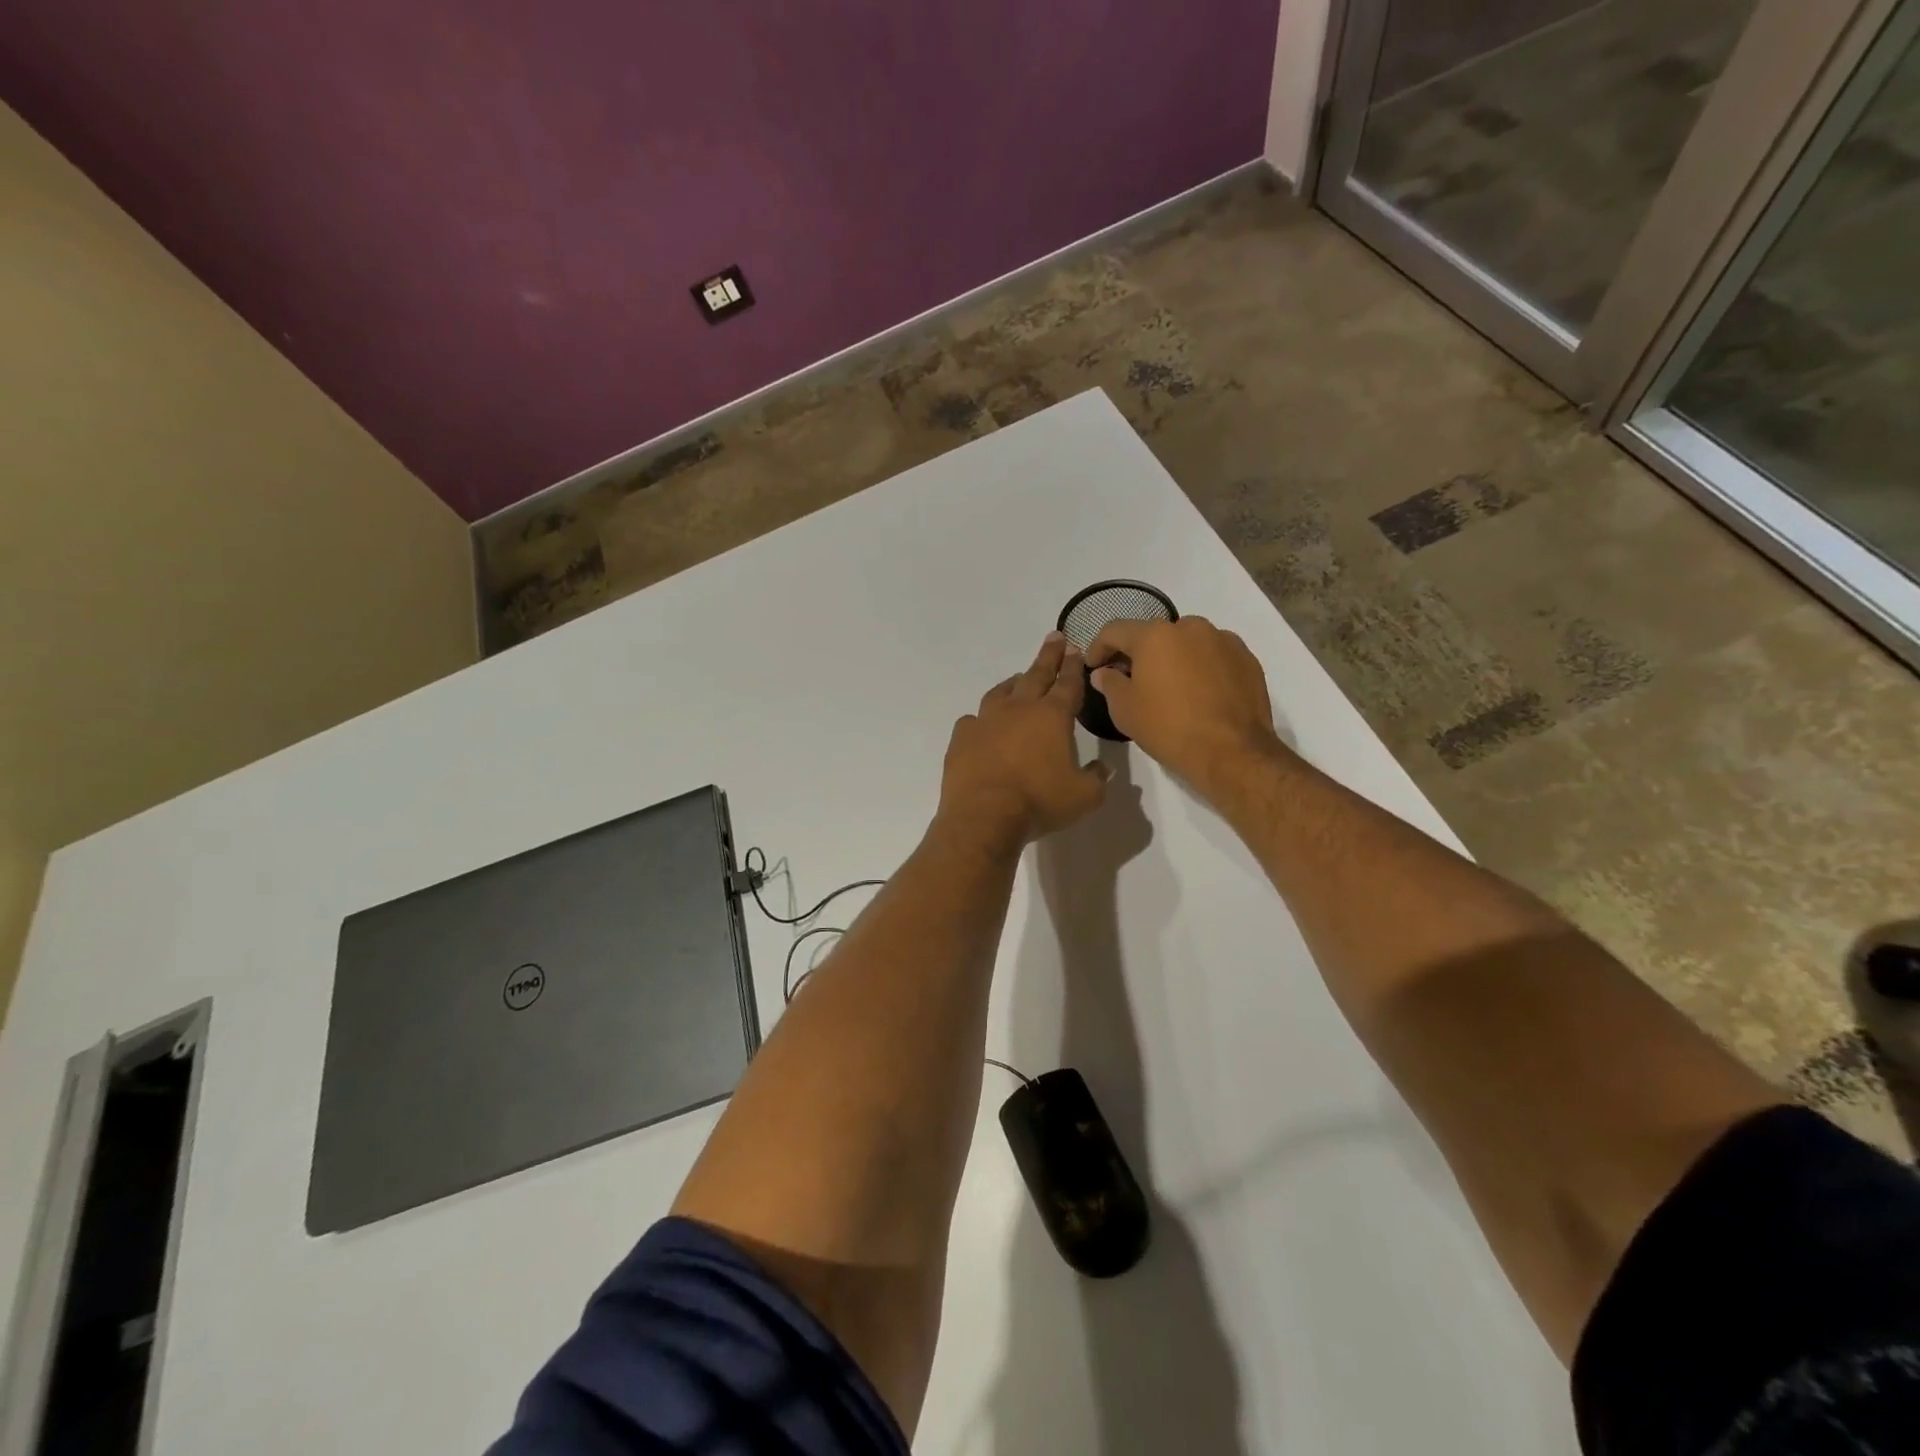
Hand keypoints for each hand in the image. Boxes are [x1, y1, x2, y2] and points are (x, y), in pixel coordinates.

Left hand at [940, 634, 1107, 844]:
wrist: (984, 816)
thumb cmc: (1039, 802)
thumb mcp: (1084, 796)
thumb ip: (1097, 778)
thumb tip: (1101, 768)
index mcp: (1052, 716)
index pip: (1067, 683)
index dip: (1073, 666)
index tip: (1074, 649)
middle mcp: (1019, 709)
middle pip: (1036, 675)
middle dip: (1048, 656)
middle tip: (1054, 638)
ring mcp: (986, 720)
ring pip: (1002, 691)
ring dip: (1014, 682)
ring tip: (1018, 678)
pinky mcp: (962, 737)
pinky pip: (973, 720)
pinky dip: (982, 719)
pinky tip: (982, 724)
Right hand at [1087, 616, 1281, 795]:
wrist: (1232, 752)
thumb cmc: (1168, 728)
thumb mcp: (1125, 710)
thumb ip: (1109, 684)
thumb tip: (1104, 672)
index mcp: (1155, 635)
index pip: (1115, 630)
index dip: (1098, 647)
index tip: (1094, 667)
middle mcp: (1190, 627)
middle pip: (1154, 634)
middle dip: (1138, 653)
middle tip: (1130, 679)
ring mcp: (1223, 640)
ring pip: (1187, 642)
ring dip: (1172, 658)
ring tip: (1169, 686)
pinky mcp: (1246, 658)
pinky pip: (1214, 655)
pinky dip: (1201, 667)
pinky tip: (1199, 693)